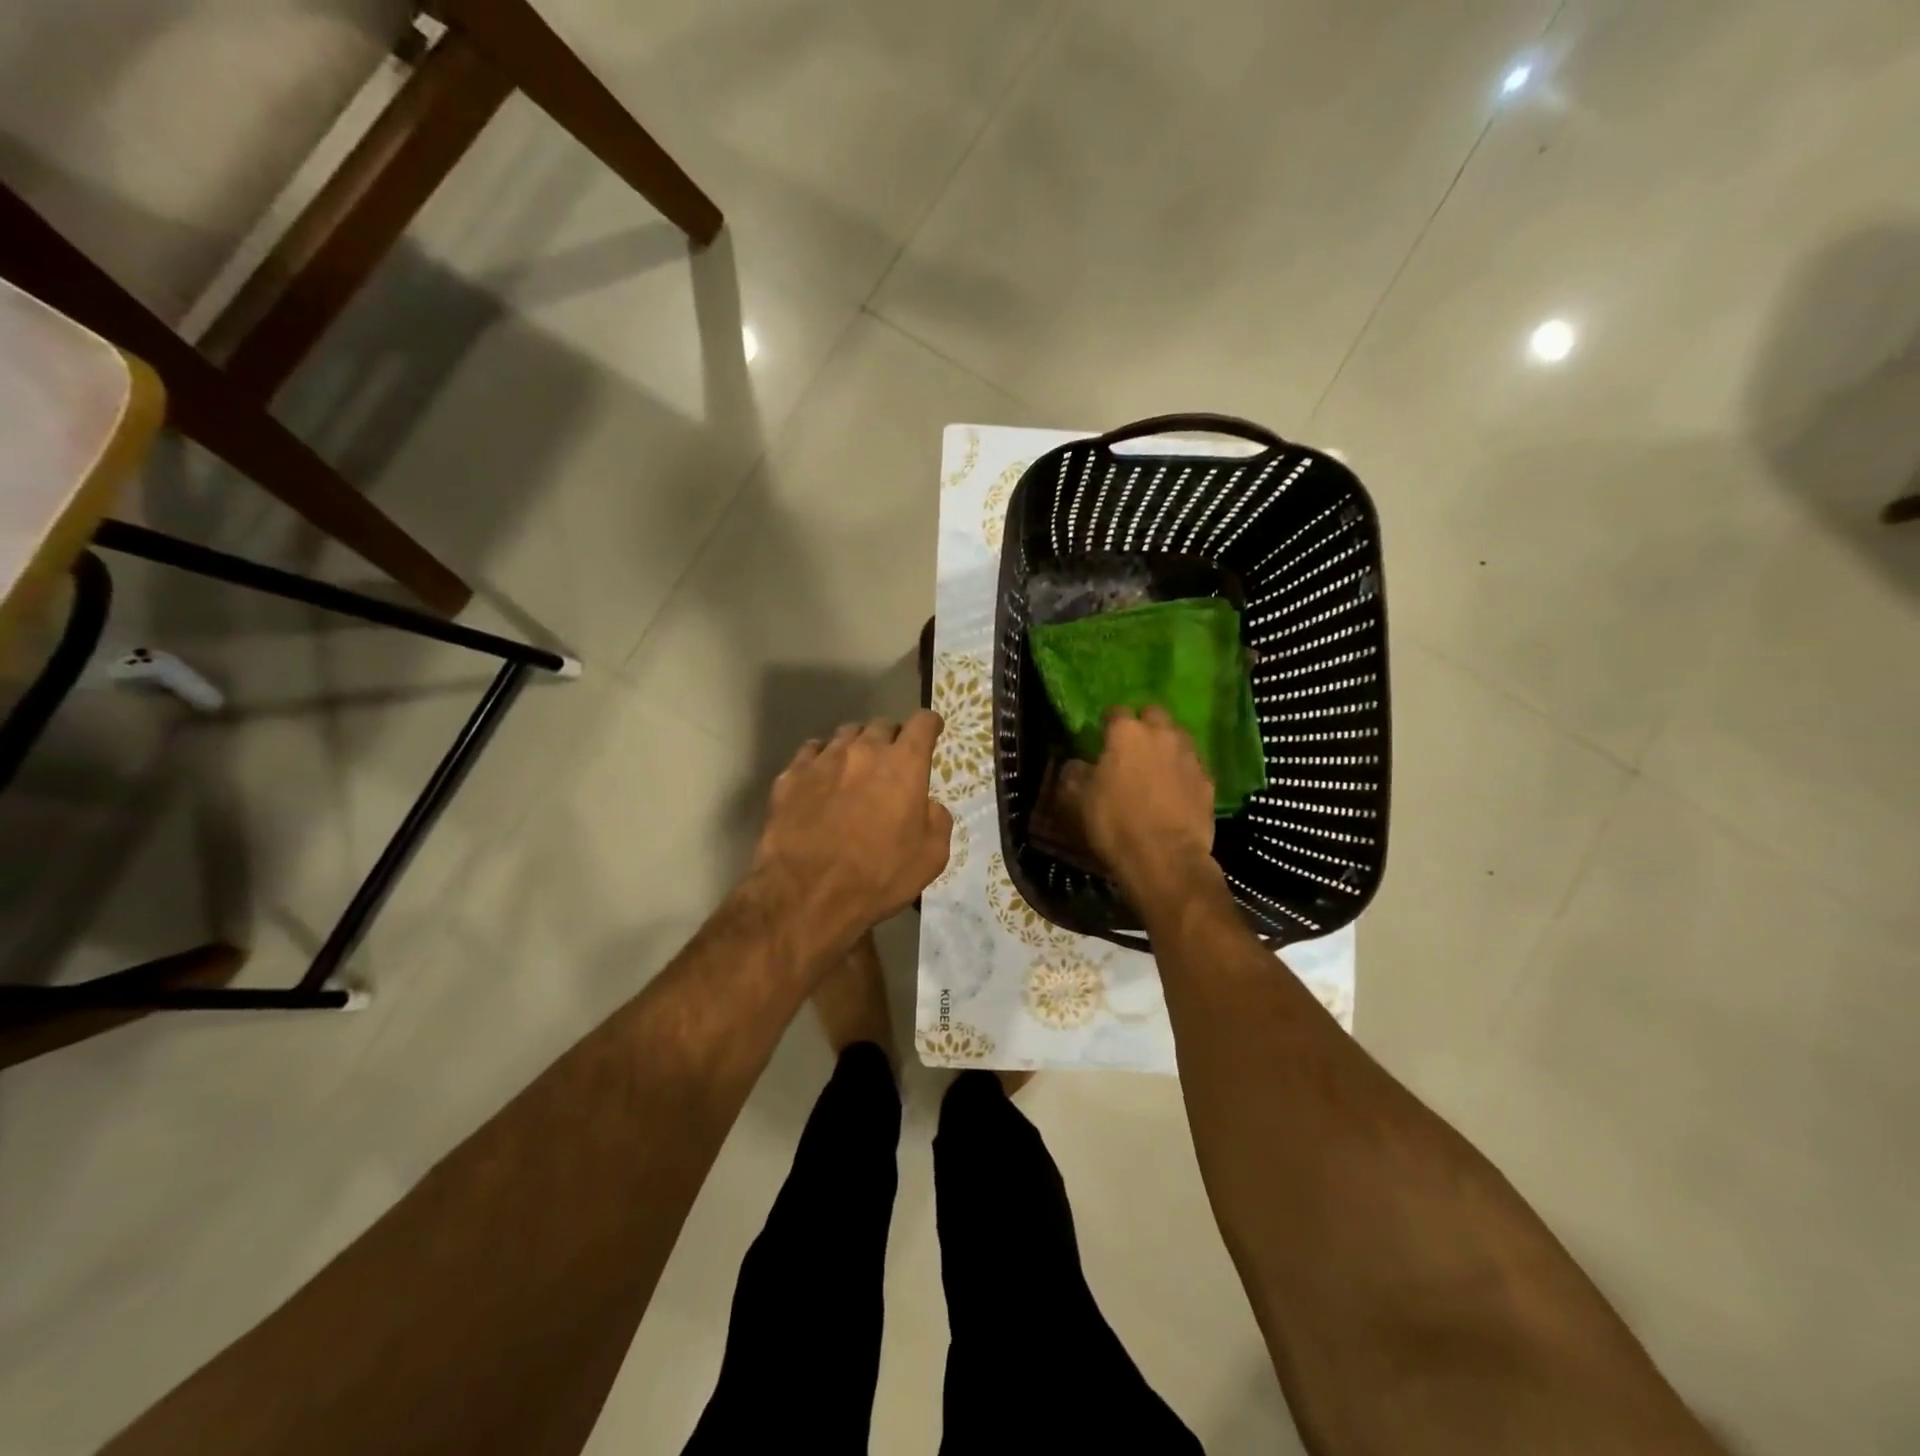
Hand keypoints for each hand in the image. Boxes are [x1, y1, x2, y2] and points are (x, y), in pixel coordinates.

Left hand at [752, 712, 952, 961]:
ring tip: (855, 768)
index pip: (922, 723)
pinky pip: (811, 753)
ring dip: (857, 746)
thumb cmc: (879, 876)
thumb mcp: (931, 857)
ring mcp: (823, 760)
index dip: (930, 725)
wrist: (808, 895)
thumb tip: (928, 805)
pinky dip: (822, 759)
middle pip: (882, 725)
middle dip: (892, 738)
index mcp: (904, 764)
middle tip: (892, 762)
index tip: (931, 731)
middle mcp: (863, 750)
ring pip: (845, 735)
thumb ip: (937, 820)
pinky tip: (821, 778)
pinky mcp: (791, 776)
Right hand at [1061, 706, 1216, 903]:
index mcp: (1127, 732)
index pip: (1116, 711)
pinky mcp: (1208, 782)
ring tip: (1155, 768)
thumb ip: (1073, 772)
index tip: (1101, 738)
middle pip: (1154, 715)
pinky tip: (1174, 792)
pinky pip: (1192, 767)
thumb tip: (1077, 764)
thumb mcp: (1074, 798)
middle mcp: (1162, 734)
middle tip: (1131, 748)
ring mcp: (1190, 757)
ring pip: (1178, 738)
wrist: (1165, 858)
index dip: (1107, 724)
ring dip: (1166, 746)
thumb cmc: (1114, 822)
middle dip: (1143, 725)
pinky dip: (1182, 773)